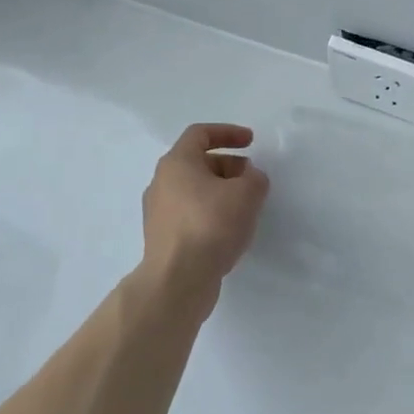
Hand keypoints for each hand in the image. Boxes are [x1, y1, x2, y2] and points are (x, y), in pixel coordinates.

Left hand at [141, 123, 269, 307]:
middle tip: (252, 179)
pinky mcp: (163, 239)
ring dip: (221, 192)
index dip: (228, 132)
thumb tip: (249, 178)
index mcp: (177, 163)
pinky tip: (231, 231)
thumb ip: (254, 178)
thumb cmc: (211, 225)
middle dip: (229, 166)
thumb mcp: (247, 193)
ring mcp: (159, 213)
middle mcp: (162, 183)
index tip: (251, 141)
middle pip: (198, 163)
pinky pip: (191, 215)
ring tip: (246, 207)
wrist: (177, 281)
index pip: (200, 133)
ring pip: (194, 191)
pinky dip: (211, 214)